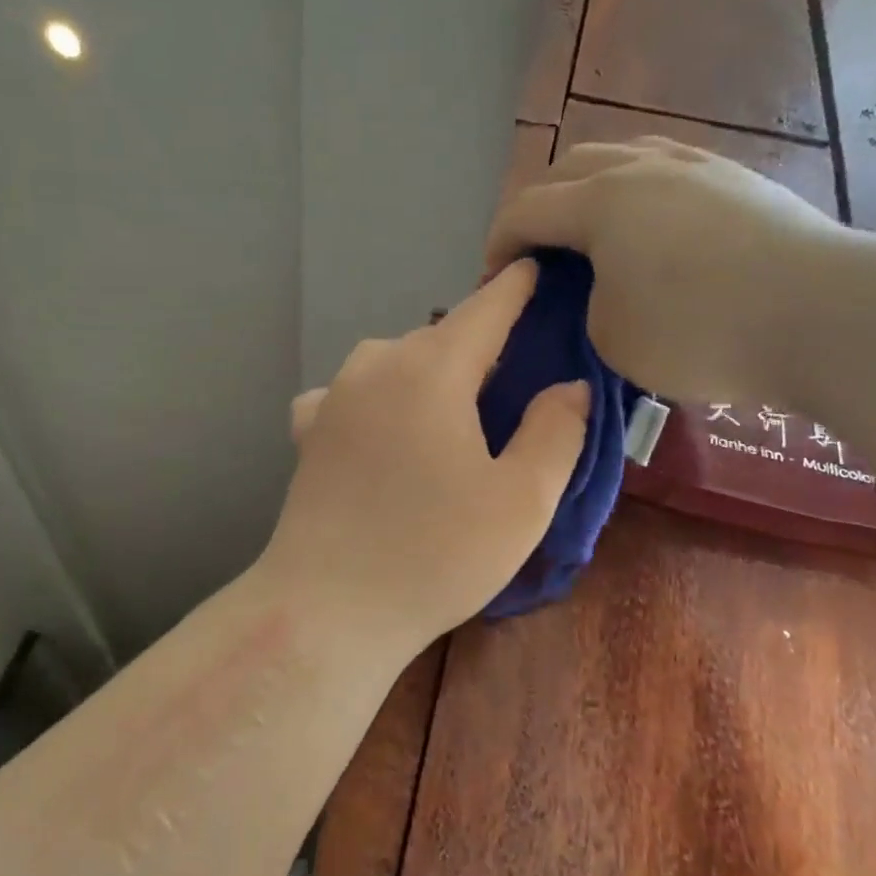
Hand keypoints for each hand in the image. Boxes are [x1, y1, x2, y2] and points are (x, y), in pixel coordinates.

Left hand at [262, 261, 590, 651]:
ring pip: (395, 359)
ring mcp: (334, 395)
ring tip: (453, 406)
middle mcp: (377, 364)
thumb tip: (567, 385)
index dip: (516, 287)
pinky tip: (384, 428)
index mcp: (432, 369)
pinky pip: (352, 392)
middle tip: (515, 369)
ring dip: (428, 369)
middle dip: (480, 341)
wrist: (327, 608)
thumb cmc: (435, 554)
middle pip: (441, 335)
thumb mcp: (522, 501)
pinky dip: (379, 396)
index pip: (486, 308)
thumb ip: (556, 432)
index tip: (537, 267)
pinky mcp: (308, 431)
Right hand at [484, 136, 843, 402]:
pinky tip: (652, 225)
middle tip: (538, 254)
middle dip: (539, 208)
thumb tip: (598, 287)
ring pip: (621, 156)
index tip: (491, 280)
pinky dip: (638, 192)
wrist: (827, 314)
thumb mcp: (611, 337)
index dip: (497, 244)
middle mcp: (641, 167)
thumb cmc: (701, 331)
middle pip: (568, 169)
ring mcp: (696, 165)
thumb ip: (583, 305)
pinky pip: (666, 169)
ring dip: (590, 190)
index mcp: (599, 201)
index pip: (525, 211)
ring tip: (592, 231)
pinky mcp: (738, 179)